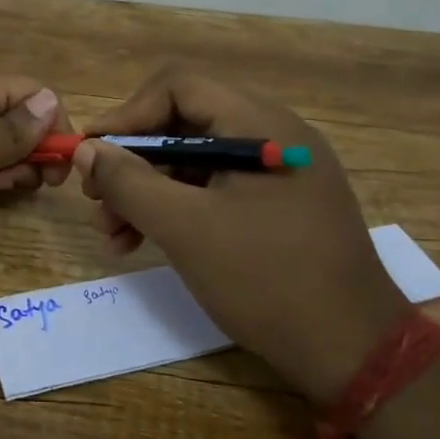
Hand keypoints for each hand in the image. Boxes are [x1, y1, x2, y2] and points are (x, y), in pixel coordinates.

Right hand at [73, 64, 406, 403]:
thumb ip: (128, 182)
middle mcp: (272, 135)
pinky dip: (175, 209)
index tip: (92, 155)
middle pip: (183, 124)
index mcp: (260, 124)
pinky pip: (214, 190)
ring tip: (112, 234)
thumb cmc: (266, 279)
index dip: (128, 114)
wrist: (352, 352)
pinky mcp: (277, 206)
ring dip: (147, 191)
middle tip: (96, 200)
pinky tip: (143, 243)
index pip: (179, 86)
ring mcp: (278, 172)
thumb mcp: (185, 228)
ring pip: (194, 161)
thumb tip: (87, 149)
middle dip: (132, 161)